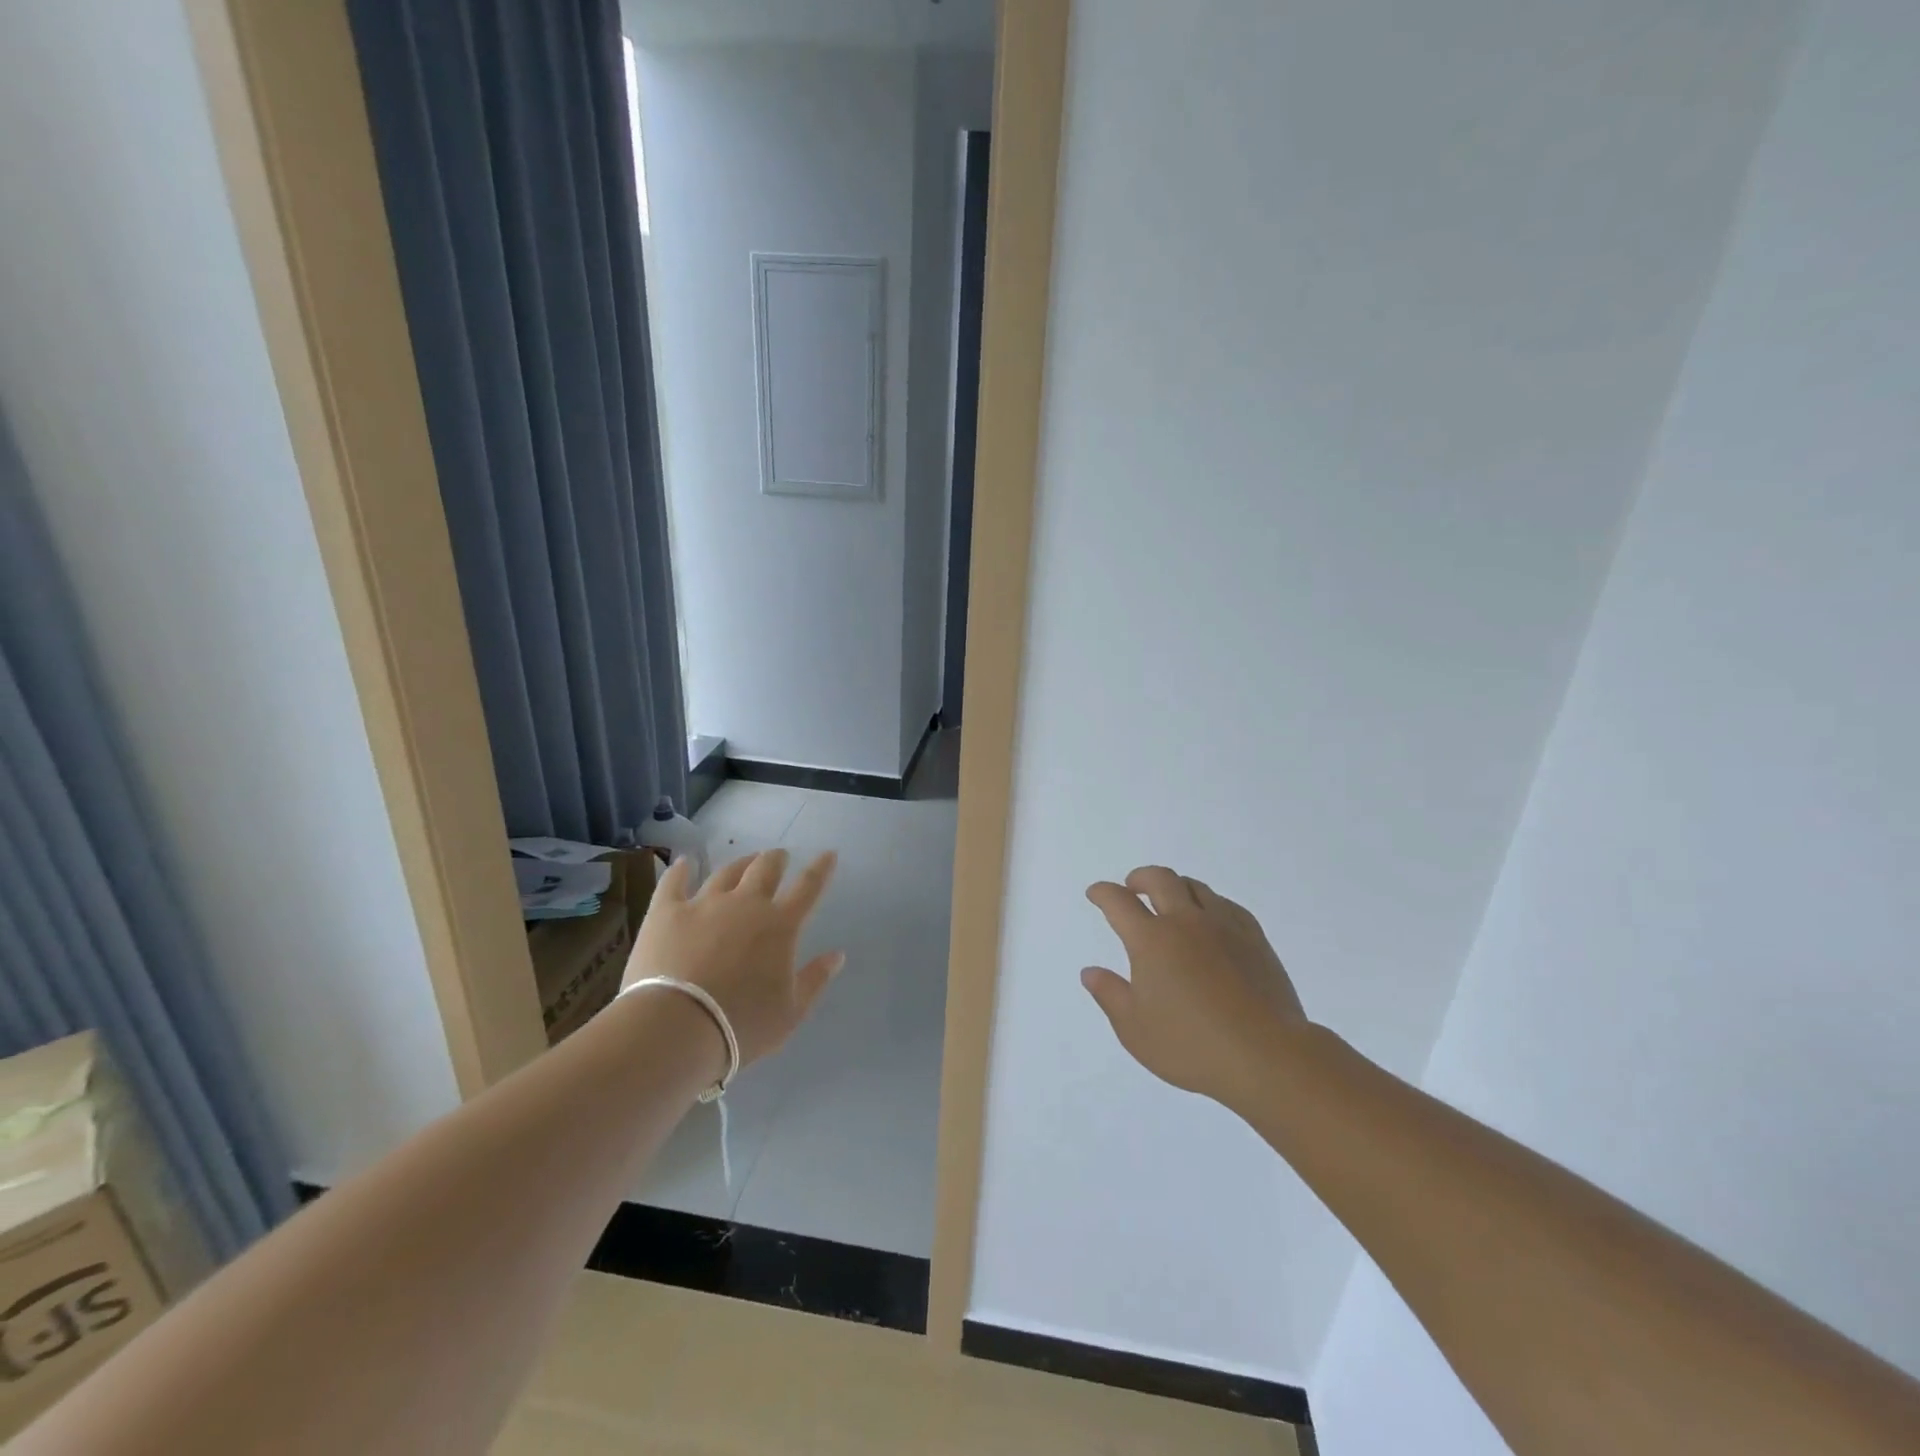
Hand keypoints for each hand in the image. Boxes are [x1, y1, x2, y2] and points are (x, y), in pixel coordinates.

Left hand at [624, 850, 843, 1071]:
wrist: (675, 1029)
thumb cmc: (741, 1025)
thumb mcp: (791, 1013)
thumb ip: (815, 979)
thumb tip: (837, 955)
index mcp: (780, 925)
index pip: (808, 887)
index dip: (821, 868)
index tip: (828, 854)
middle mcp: (745, 904)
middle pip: (766, 868)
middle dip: (776, 859)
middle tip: (779, 856)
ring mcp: (704, 904)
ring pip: (726, 872)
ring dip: (739, 864)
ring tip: (744, 861)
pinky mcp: (666, 912)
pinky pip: (674, 882)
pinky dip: (681, 870)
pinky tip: (683, 863)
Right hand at [1082, 866, 1307, 1108]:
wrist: (1266, 1055)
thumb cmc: (1191, 1046)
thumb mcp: (1135, 1029)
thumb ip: (1110, 995)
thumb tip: (1090, 972)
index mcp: (1151, 940)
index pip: (1119, 902)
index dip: (1103, 893)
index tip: (1096, 893)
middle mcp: (1185, 922)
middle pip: (1160, 880)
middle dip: (1140, 877)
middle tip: (1131, 886)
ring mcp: (1224, 927)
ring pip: (1196, 887)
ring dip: (1175, 886)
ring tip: (1170, 900)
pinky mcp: (1254, 939)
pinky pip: (1227, 905)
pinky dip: (1209, 903)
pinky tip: (1210, 918)